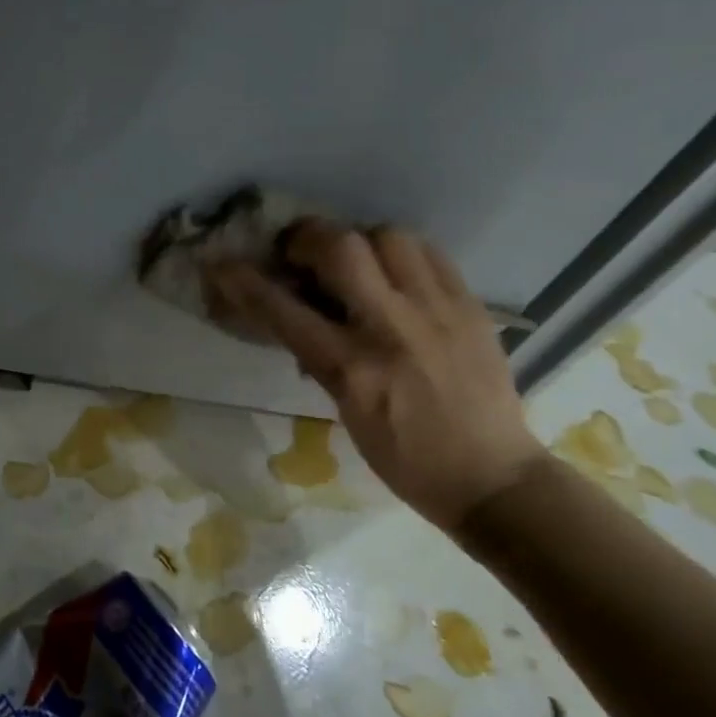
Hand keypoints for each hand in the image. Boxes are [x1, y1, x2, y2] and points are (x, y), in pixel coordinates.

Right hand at [209, 222, 541, 529]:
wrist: (493, 479)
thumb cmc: (405, 458)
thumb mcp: (347, 412)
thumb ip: (321, 357)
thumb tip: (297, 316)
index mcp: (355, 370)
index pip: (286, 311)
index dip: (246, 282)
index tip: (222, 264)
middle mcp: (393, 329)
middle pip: (342, 248)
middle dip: (308, 238)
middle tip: (299, 251)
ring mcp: (438, 312)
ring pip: (389, 237)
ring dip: (359, 240)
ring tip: (355, 259)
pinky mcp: (471, 307)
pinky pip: (430, 253)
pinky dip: (402, 252)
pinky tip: (396, 270)